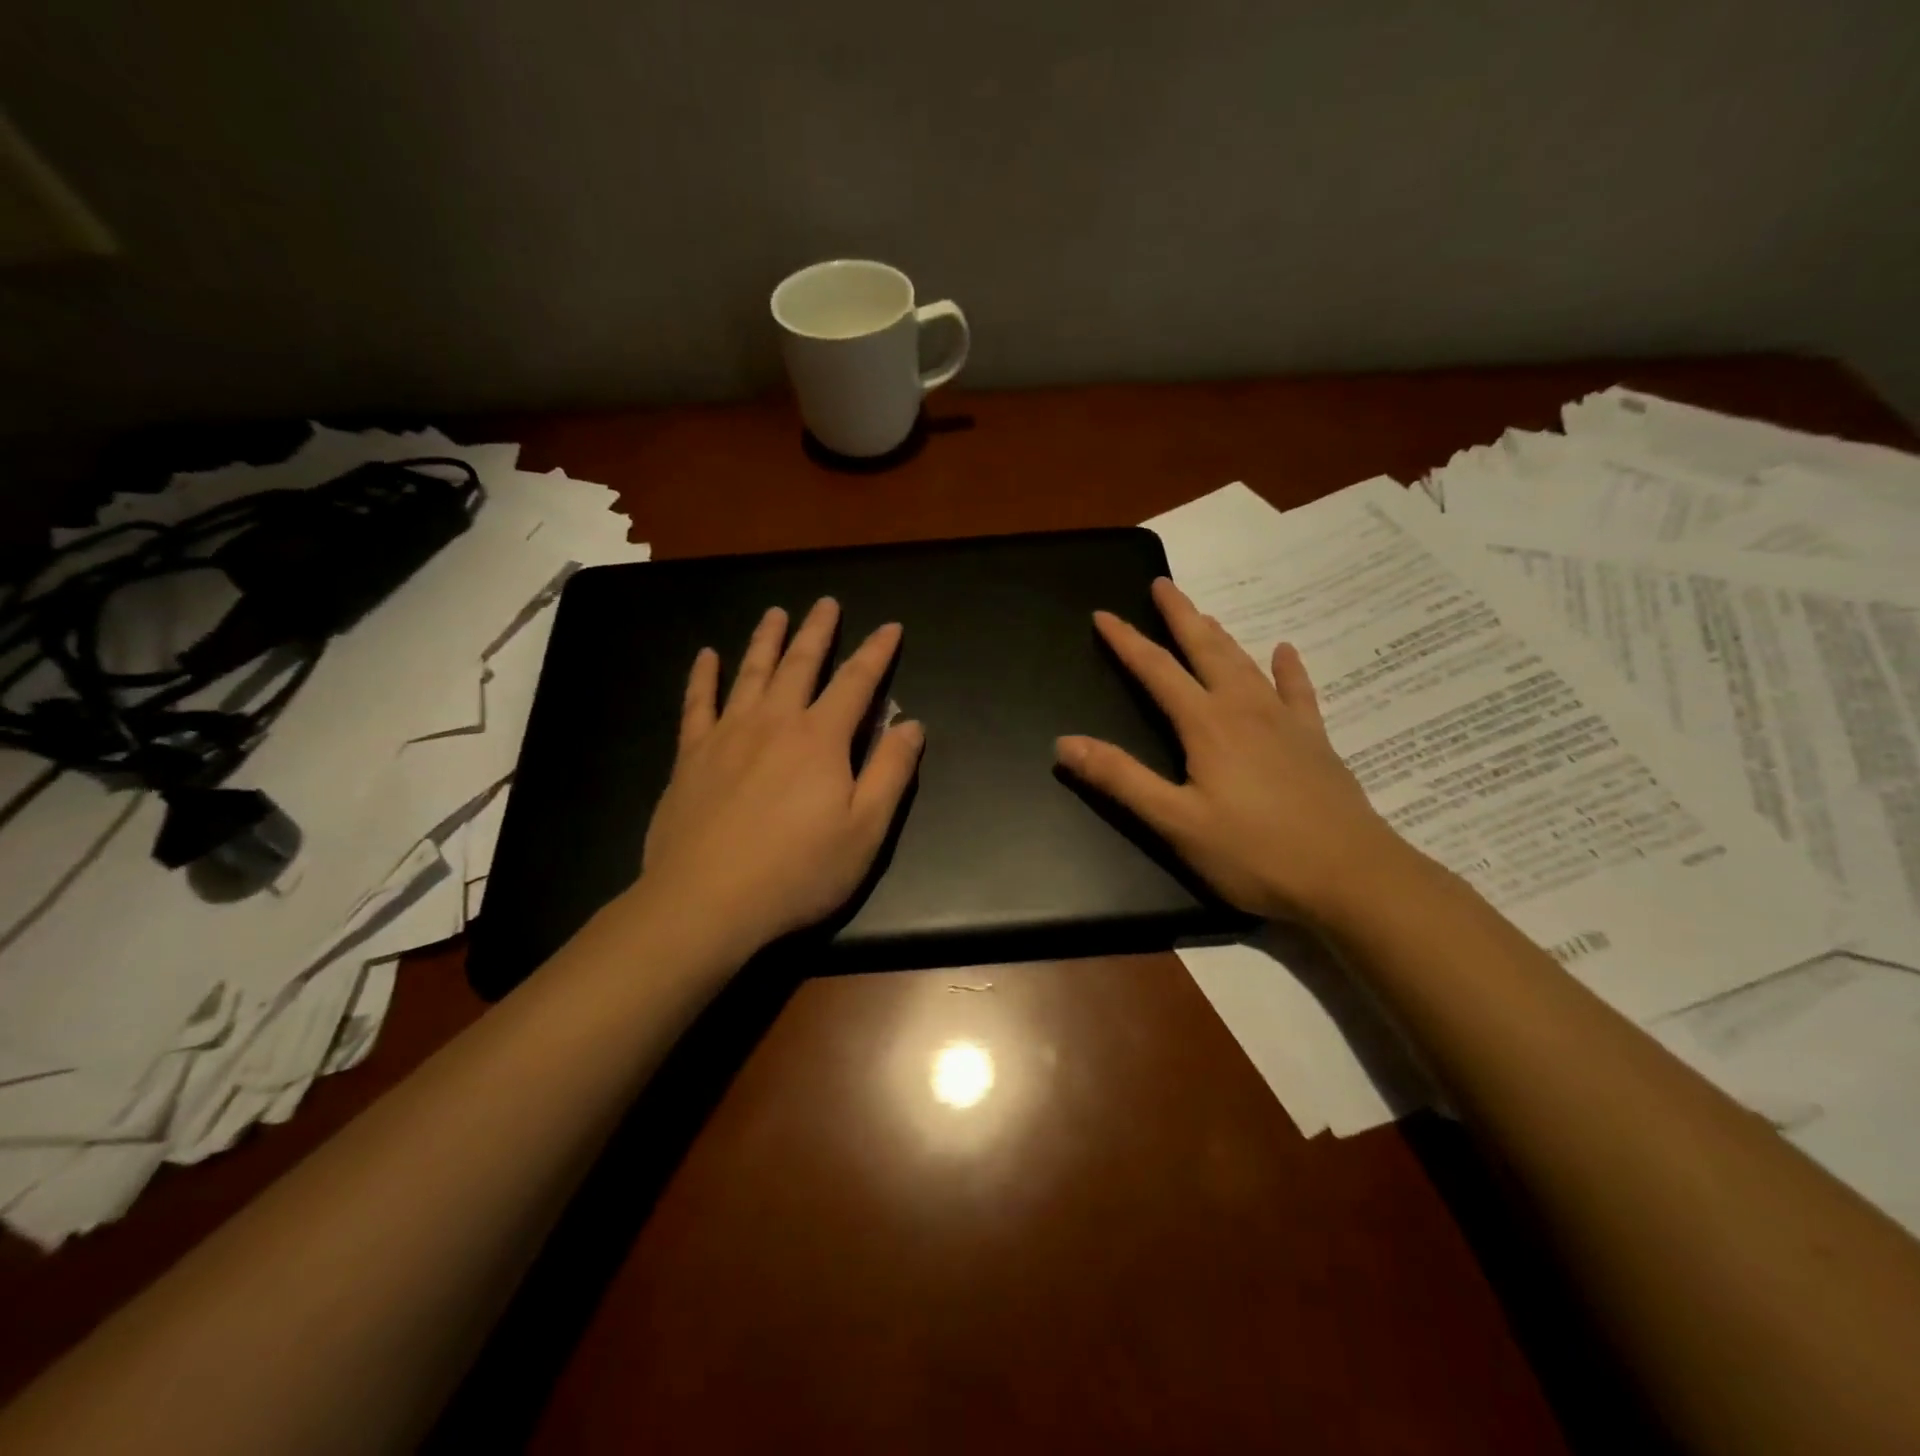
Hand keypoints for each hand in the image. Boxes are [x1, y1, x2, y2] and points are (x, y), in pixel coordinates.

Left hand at [635, 598, 923, 959]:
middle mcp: (775, 722)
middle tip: (826, 602)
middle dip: (817, 631)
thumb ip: (891, 772)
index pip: (856, 682)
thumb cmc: (797, 871)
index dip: (876, 652)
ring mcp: (728, 735)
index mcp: (821, 739)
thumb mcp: (865, 830)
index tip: (890, 627)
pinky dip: (703, 677)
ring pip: (750, 672)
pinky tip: (706, 656)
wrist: (706, 901)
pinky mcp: (692, 755)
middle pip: (800, 664)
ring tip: (775, 613)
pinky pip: (697, 703)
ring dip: (766, 639)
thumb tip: (912, 725)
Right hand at [1055, 577, 1414, 923]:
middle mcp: (1244, 709)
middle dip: (1180, 615)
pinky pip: (1298, 690)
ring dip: (1220, 635)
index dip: (1126, 641)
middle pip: (1206, 649)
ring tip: (1204, 613)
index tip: (1103, 615)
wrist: (1351, 876)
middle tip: (1162, 584)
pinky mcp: (1315, 740)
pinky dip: (1288, 668)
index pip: (1156, 670)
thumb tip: (1065, 742)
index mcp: (1207, 725)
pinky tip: (1285, 651)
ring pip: (1245, 663)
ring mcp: (1285, 721)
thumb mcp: (1175, 822)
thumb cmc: (1254, 853)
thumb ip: (1120, 779)